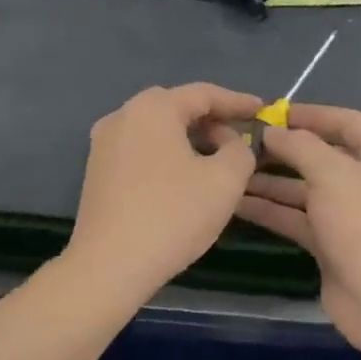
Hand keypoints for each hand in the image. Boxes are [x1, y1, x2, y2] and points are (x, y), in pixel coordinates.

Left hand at [64, 83, 263, 299]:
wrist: (109, 265)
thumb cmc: (172, 216)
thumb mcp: (224, 181)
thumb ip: (240, 151)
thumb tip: (232, 144)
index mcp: (152, 108)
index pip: (203, 94)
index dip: (237, 102)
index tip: (263, 111)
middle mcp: (122, 116)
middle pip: (176, 108)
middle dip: (212, 121)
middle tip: (241, 138)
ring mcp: (103, 144)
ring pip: (157, 130)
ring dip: (189, 139)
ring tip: (218, 160)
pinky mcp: (97, 171)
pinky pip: (141, 150)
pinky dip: (167, 155)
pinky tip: (185, 178)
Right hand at [234, 104, 360, 355]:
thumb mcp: (332, 173)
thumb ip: (300, 146)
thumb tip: (273, 131)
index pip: (346, 122)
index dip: (310, 114)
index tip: (271, 112)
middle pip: (321, 155)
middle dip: (282, 149)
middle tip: (240, 143)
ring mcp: (349, 214)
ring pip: (304, 189)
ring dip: (270, 181)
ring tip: (230, 171)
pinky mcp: (331, 243)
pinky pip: (297, 218)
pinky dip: (271, 210)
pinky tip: (236, 203)